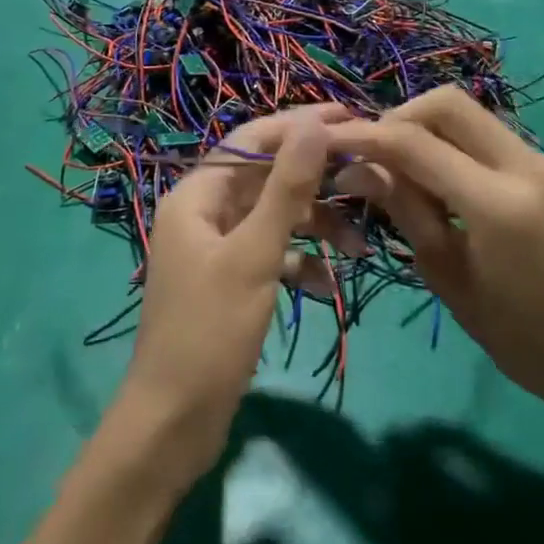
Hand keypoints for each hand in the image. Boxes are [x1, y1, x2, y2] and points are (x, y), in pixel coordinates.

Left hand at [117, 104, 353, 484]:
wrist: (174, 423)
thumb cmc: (210, 331)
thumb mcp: (254, 254)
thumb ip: (286, 187)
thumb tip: (313, 124)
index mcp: (198, 194)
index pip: (252, 140)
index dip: (300, 126)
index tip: (351, 120)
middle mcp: (204, 212)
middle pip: (267, 177)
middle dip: (317, 180)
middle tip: (369, 176)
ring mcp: (217, 248)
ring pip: (274, 218)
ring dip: (316, 227)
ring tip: (361, 247)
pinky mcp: (230, 281)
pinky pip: (271, 255)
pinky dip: (300, 263)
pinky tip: (328, 286)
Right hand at [327, 87, 543, 427]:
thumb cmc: (519, 338)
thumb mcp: (449, 277)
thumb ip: (405, 210)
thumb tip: (354, 168)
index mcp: (499, 203)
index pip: (416, 144)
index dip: (365, 136)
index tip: (328, 141)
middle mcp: (529, 166)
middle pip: (448, 104)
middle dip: (399, 117)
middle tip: (373, 154)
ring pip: (471, 115)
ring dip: (427, 128)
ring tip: (400, 169)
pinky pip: (490, 137)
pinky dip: (455, 145)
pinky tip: (440, 180)